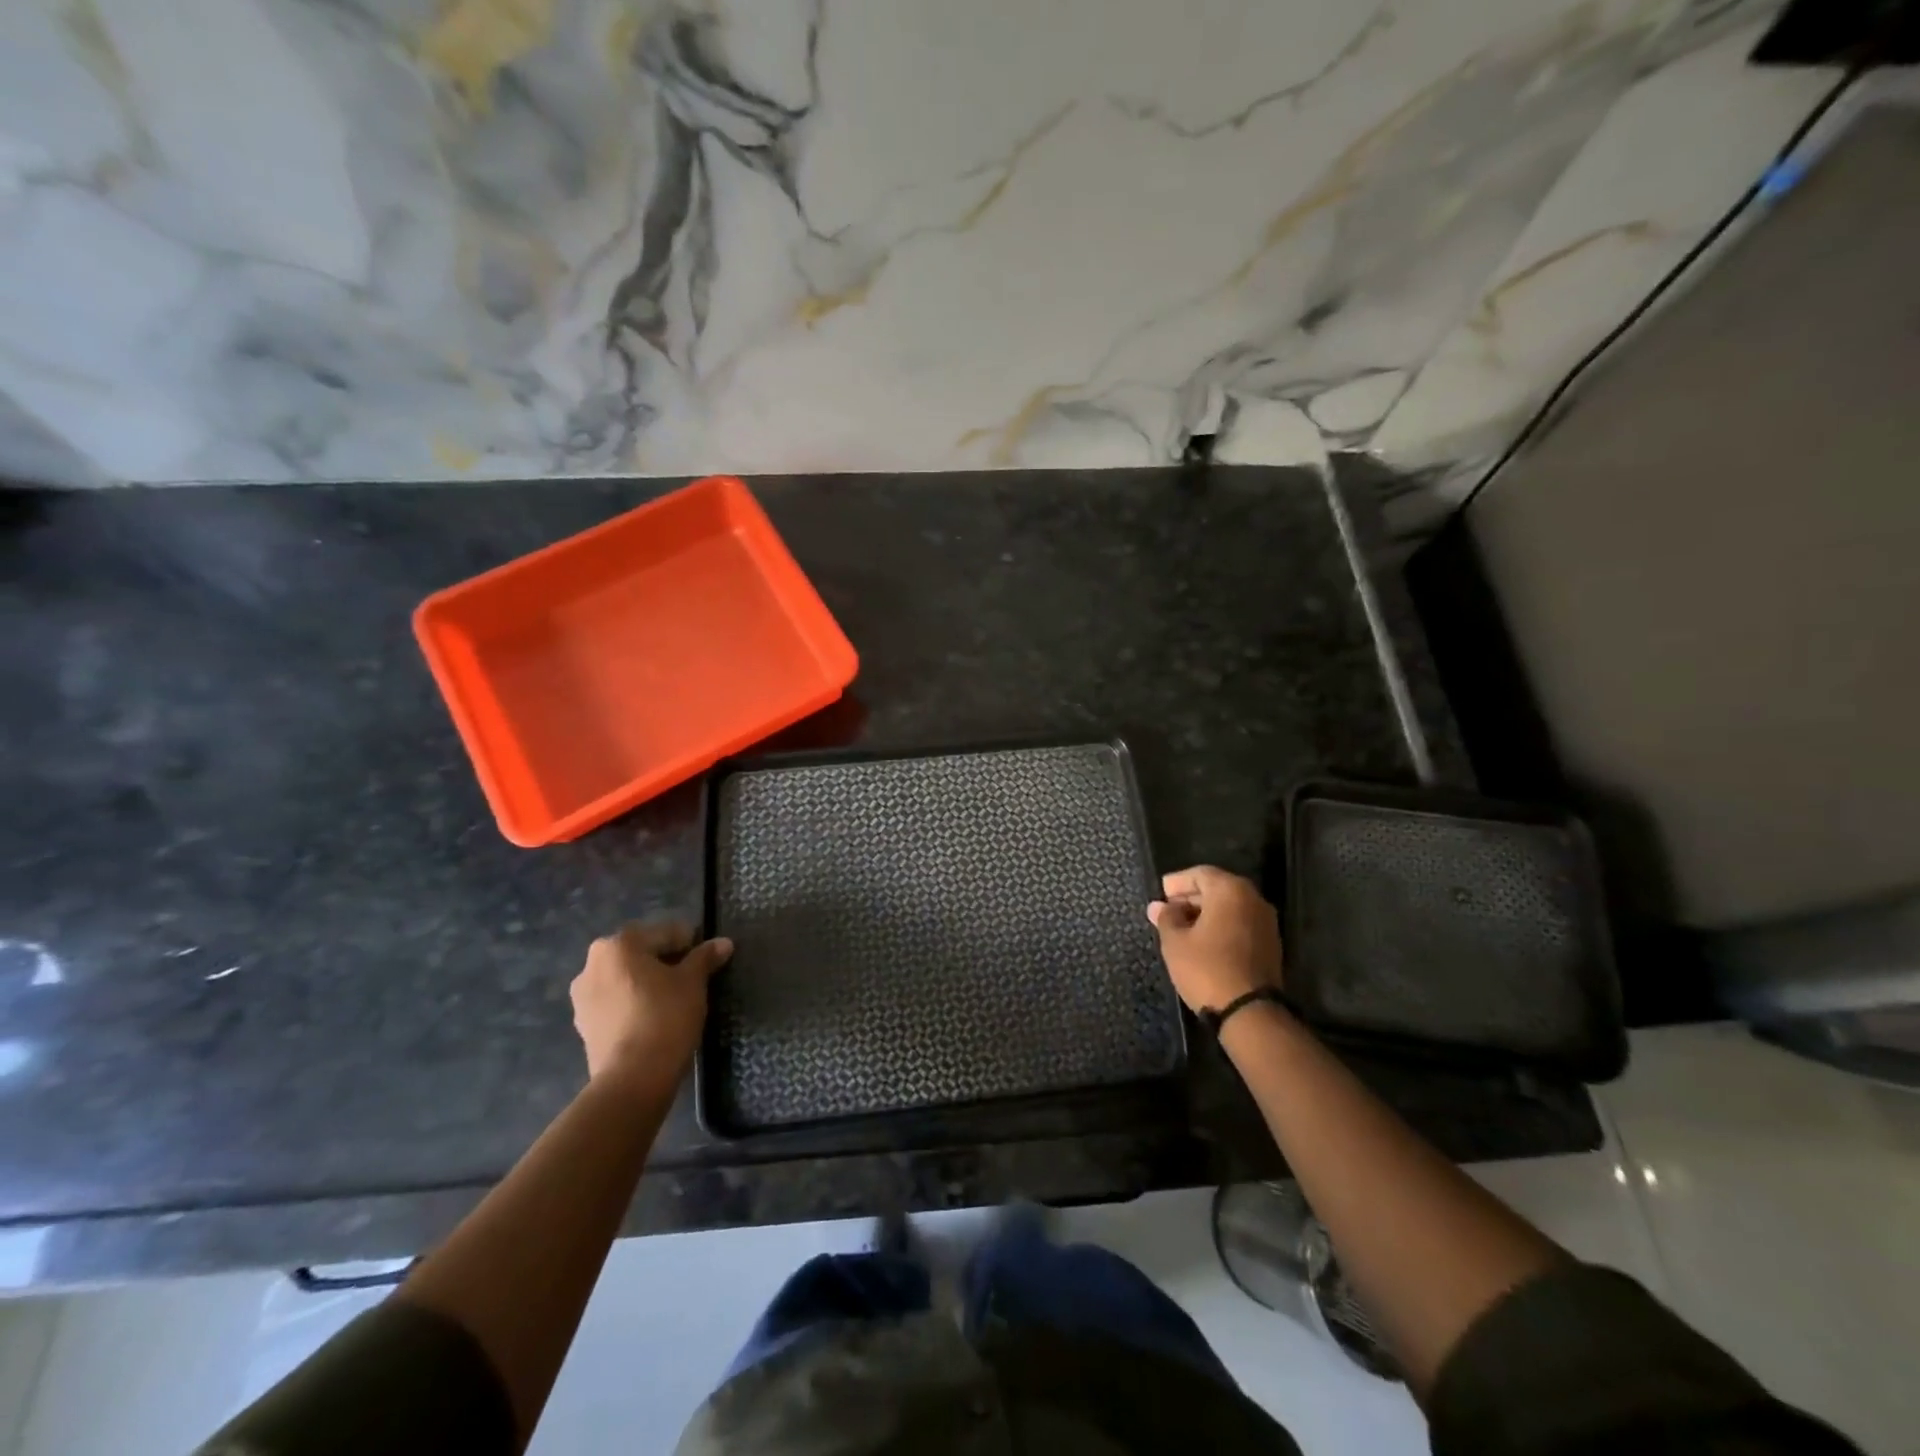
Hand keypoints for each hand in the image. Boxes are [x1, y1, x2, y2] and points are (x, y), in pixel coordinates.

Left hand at [570, 921, 732, 1087]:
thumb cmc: (665, 1017)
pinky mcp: (584, 1026)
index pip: (664, 933)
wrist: (632, 1079)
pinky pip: (615, 1003)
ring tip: (673, 1000)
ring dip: (647, 983)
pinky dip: (633, 1004)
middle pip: (639, 953)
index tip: (707, 959)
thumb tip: (723, 942)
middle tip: (692, 978)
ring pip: (625, 979)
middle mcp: (592, 964)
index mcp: (618, 945)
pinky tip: (653, 1018)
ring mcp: (582, 997)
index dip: (689, 943)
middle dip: (665, 961)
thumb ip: (705, 957)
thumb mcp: (693, 982)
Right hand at [1147, 865, 1281, 1013]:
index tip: (1161, 893)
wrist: (1250, 1012)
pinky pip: (1241, 923)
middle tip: (1169, 910)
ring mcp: (1266, 922)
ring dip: (1206, 912)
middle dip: (1191, 897)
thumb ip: (1166, 918)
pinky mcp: (1271, 944)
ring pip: (1231, 907)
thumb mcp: (1175, 942)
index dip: (1177, 882)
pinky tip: (1203, 941)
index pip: (1200, 873)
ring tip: (1182, 928)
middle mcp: (1253, 899)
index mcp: (1230, 890)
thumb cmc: (1207, 968)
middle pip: (1218, 888)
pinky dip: (1222, 926)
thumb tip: (1158, 906)